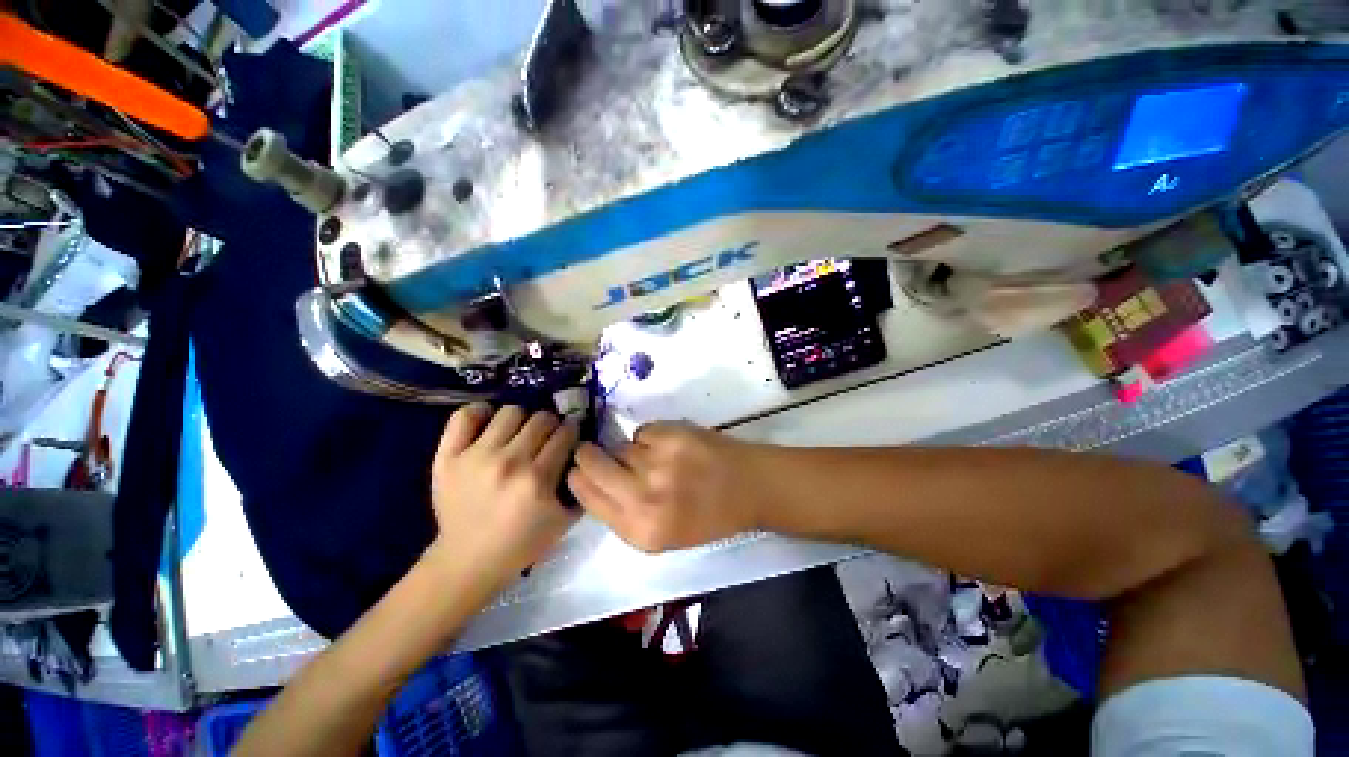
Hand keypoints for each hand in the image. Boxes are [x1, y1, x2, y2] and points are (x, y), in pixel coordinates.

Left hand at [427, 404, 578, 587]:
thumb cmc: (522, 541)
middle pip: (541, 419)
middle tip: (547, 436)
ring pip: (510, 412)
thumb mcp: (565, 520)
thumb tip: (583, 453)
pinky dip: (480, 413)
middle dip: (551, 424)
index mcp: (538, 479)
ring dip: (522, 419)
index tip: (570, 434)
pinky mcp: (448, 457)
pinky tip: (489, 423)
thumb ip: (580, 485)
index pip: (564, 433)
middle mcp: (509, 462)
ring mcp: (475, 457)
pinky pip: (465, 416)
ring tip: (520, 432)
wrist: (469, 559)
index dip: (571, 430)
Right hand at [568, 421, 762, 552]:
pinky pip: (642, 431)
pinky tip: (669, 446)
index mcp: (640, 531)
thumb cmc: (707, 516)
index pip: (586, 497)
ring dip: (628, 450)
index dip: (578, 478)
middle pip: (592, 464)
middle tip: (593, 450)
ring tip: (653, 457)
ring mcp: (658, 463)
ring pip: (619, 447)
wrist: (749, 487)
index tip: (578, 469)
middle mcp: (644, 498)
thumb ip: (623, 514)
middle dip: (588, 455)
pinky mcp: (671, 435)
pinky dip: (650, 437)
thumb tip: (592, 482)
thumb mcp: (662, 535)